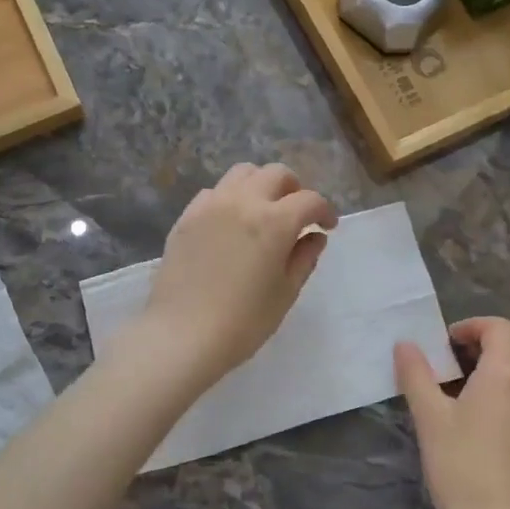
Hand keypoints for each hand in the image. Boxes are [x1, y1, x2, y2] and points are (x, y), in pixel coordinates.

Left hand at [134, 163, 337, 391]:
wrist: (182, 335)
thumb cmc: (243, 322)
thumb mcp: (285, 293)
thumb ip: (304, 258)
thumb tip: (315, 236)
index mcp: (274, 221)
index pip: (309, 200)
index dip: (324, 211)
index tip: (327, 226)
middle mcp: (243, 201)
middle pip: (276, 174)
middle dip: (294, 189)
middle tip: (297, 215)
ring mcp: (210, 205)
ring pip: (242, 173)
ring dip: (261, 185)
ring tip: (263, 211)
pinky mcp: (186, 217)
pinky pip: (214, 192)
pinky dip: (231, 197)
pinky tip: (231, 223)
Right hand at [395, 317, 509, 508]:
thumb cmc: (461, 469)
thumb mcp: (429, 419)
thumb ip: (416, 375)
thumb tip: (405, 345)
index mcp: (506, 371)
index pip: (498, 327)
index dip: (472, 327)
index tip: (449, 344)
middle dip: (505, 333)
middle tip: (476, 353)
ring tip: (500, 375)